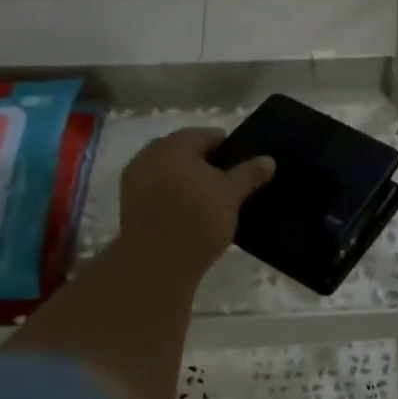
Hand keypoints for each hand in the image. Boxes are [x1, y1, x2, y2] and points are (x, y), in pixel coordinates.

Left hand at [117, 128, 273, 284]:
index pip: (206, 135)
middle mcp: (149, 155)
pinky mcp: (128, 204)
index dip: (228, 148)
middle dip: (206, 164)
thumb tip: (269, 159)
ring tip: (210, 201)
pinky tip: (188, 213)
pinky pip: (157, 190)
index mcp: (174, 145)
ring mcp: (134, 180)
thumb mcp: (232, 195)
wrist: (157, 263)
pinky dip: (173, 196)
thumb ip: (249, 173)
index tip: (243, 166)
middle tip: (228, 184)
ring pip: (169, 171)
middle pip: (184, 152)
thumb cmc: (198, 219)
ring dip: (188, 180)